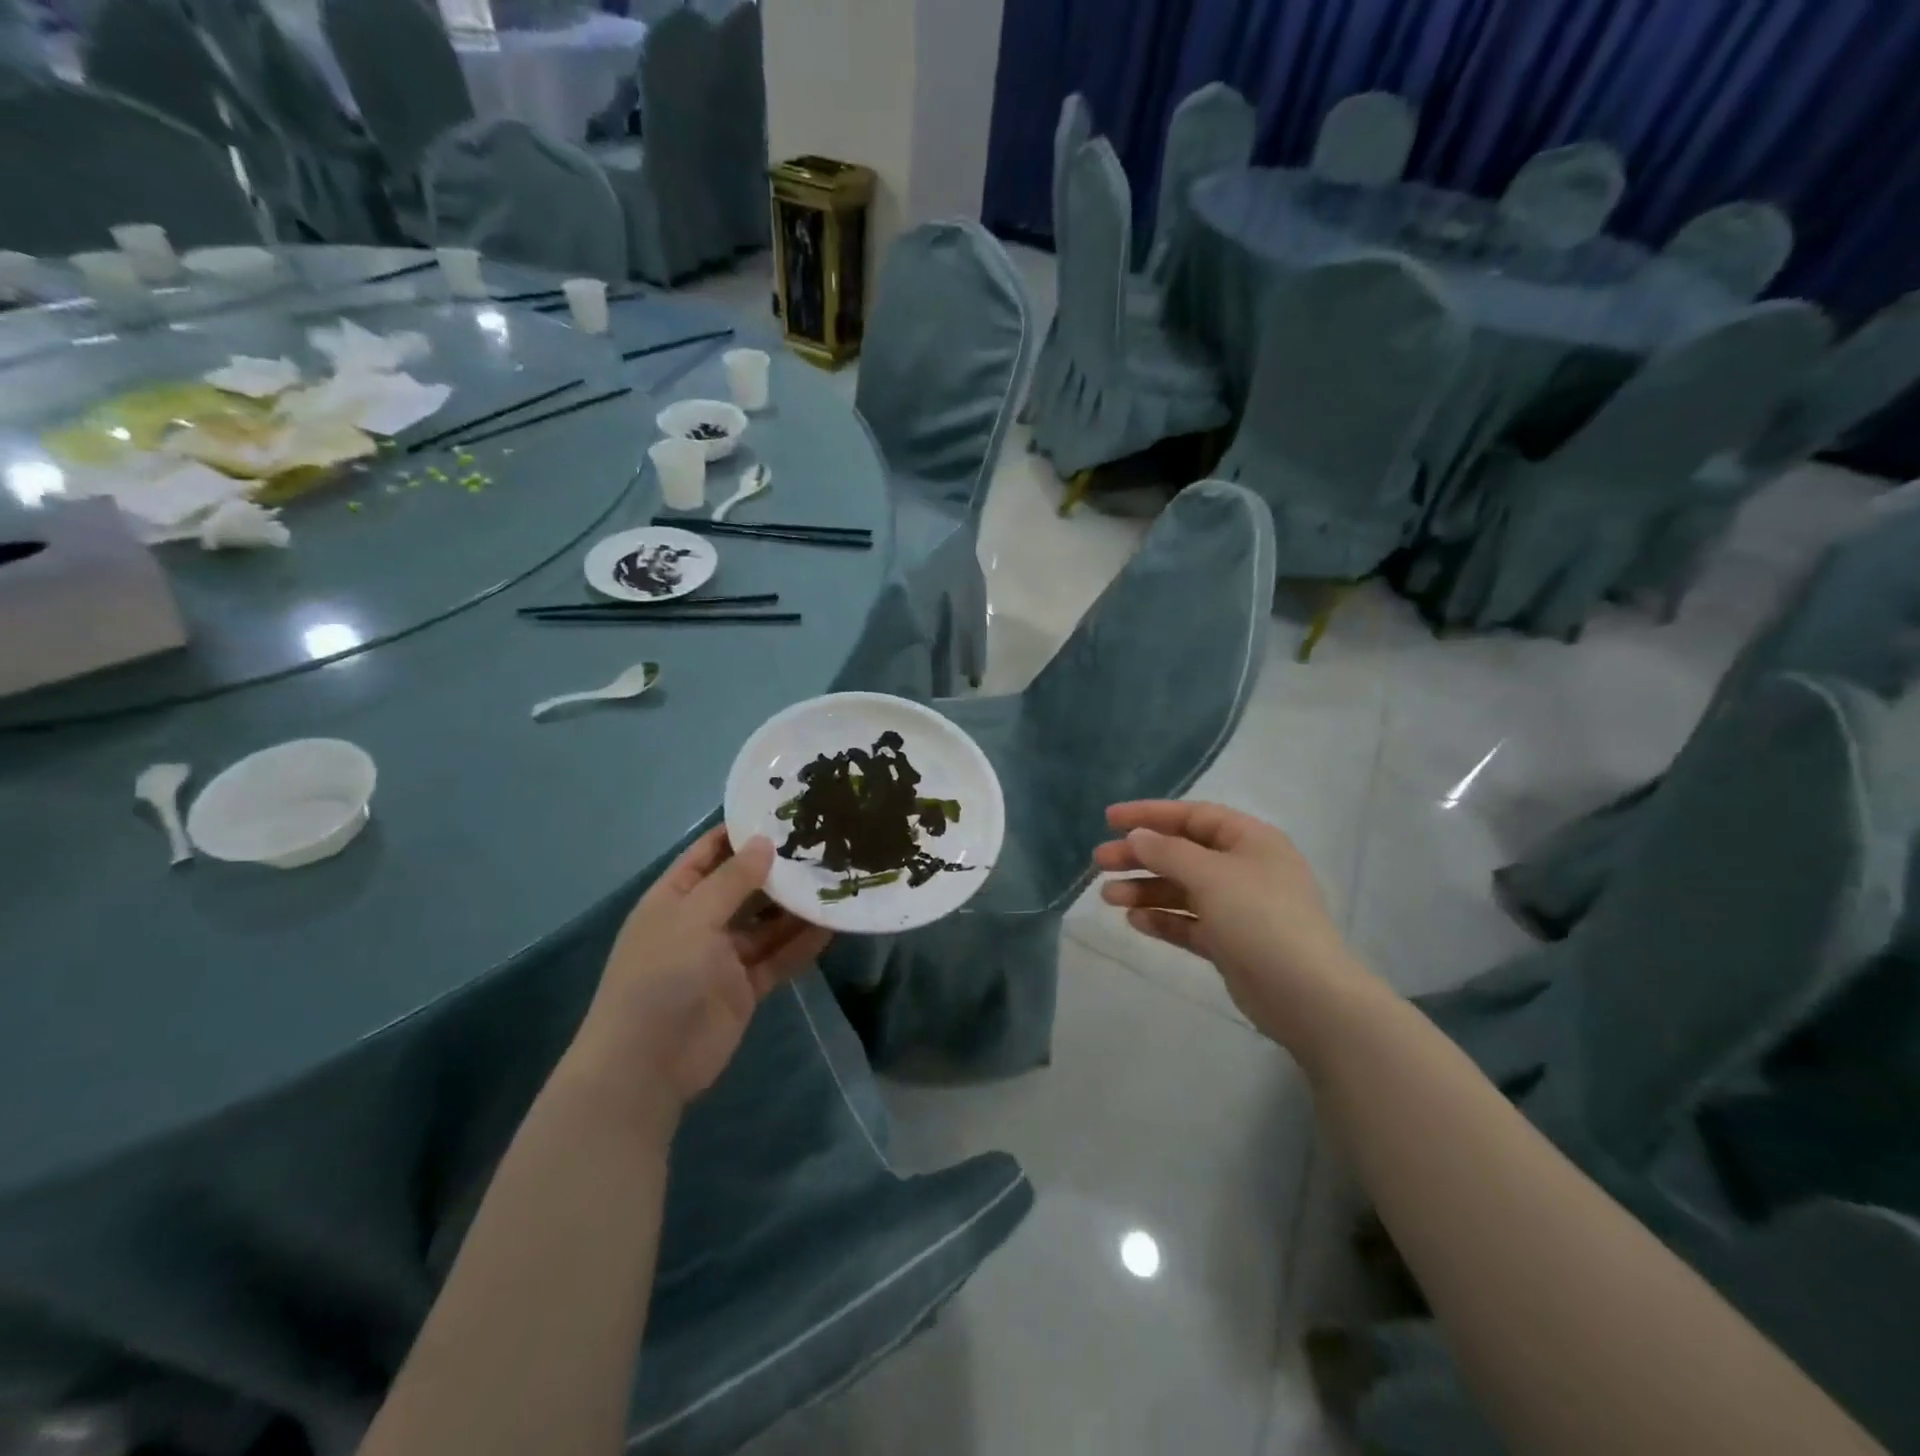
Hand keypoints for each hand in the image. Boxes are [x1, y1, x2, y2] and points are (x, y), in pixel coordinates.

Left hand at [569, 828, 830, 1116]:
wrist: (647, 1064)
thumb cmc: (661, 975)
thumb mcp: (693, 916)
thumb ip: (732, 880)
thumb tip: (765, 843)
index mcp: (675, 898)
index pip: (708, 854)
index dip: (739, 833)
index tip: (781, 813)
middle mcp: (700, 922)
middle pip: (744, 887)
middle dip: (777, 870)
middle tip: (823, 844)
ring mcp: (723, 957)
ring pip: (767, 923)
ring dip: (796, 907)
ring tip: (836, 880)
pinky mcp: (745, 987)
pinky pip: (779, 957)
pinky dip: (802, 944)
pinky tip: (832, 925)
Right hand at [1093, 801, 1374, 1053]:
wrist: (1306, 996)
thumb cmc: (1260, 918)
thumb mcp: (1210, 874)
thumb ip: (1168, 852)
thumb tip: (1138, 836)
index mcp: (1250, 841)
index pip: (1193, 816)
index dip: (1150, 815)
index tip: (1109, 820)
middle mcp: (1244, 869)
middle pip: (1182, 853)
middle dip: (1140, 856)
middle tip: (1099, 862)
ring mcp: (1238, 908)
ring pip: (1182, 890)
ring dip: (1145, 889)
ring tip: (1108, 897)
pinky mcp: (1230, 943)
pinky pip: (1189, 923)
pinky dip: (1162, 919)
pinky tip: (1135, 921)